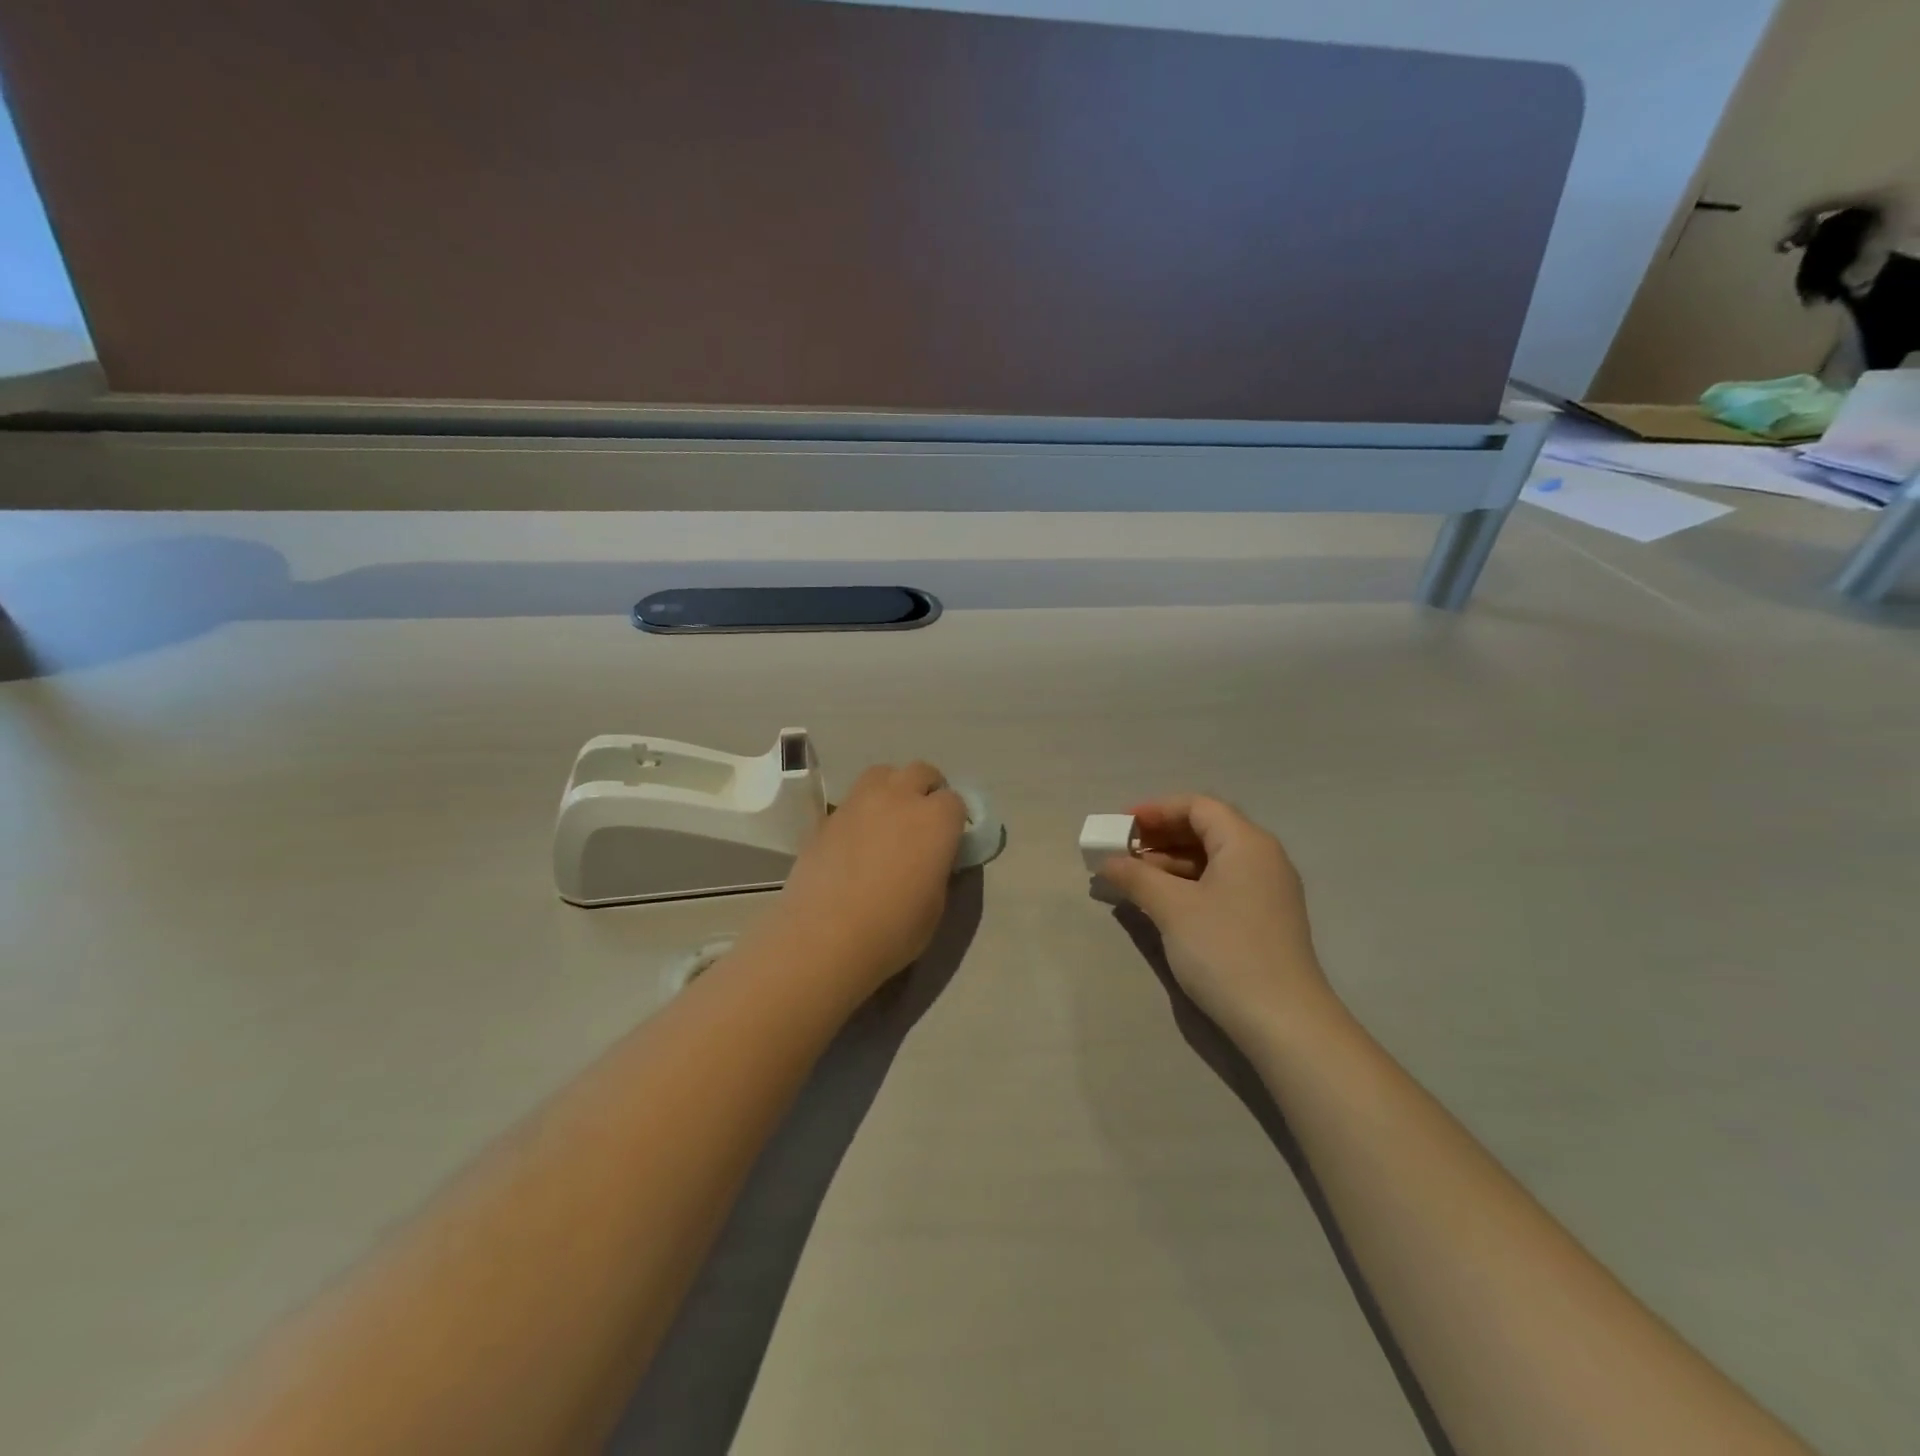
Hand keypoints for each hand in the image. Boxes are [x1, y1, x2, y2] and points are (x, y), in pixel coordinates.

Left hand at [763, 761, 967, 997]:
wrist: (824, 938)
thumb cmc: (893, 929)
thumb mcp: (935, 905)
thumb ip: (939, 868)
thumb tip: (933, 857)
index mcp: (936, 819)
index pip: (955, 801)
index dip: (954, 820)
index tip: (948, 841)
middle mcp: (899, 798)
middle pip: (920, 772)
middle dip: (926, 790)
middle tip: (922, 822)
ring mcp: (858, 802)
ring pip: (883, 775)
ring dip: (892, 789)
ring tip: (888, 820)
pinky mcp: (827, 817)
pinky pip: (852, 801)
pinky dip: (861, 811)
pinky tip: (856, 841)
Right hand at [1098, 795, 1340, 1046]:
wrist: (1283, 1021)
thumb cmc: (1225, 950)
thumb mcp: (1172, 908)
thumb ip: (1136, 877)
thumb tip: (1107, 861)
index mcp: (1246, 842)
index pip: (1198, 806)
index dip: (1156, 809)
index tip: (1120, 825)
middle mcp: (1262, 857)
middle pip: (1206, 829)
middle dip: (1160, 836)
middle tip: (1122, 851)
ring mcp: (1267, 890)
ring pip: (1212, 859)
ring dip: (1171, 862)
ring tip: (1133, 879)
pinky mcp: (1264, 918)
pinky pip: (1221, 884)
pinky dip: (1188, 884)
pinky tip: (1161, 902)